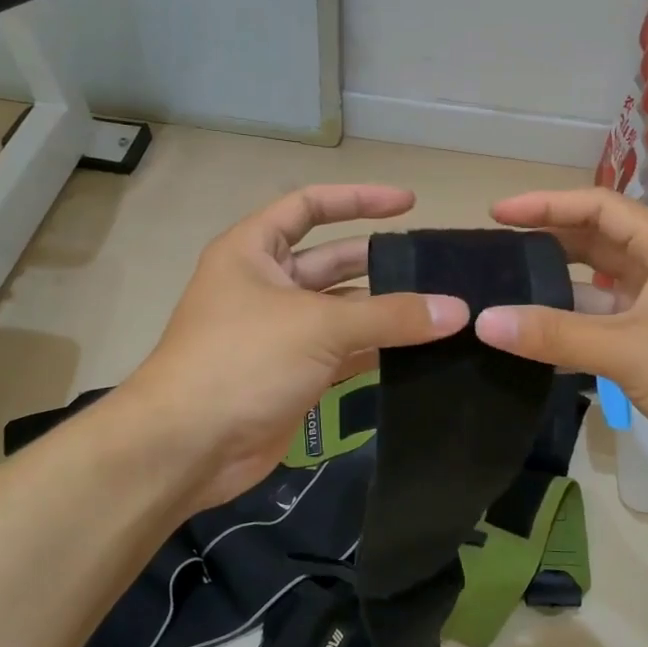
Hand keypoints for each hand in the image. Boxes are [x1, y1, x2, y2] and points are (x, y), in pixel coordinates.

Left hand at [126, 185, 467, 511]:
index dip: (358, 199)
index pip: (309, 206)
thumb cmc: (243, 361)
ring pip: (341, 312)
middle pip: (332, 261)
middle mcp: (265, 285)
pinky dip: (375, 352)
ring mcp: (279, 333)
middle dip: (380, 262)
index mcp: (254, 250)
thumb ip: (390, 316)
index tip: (410, 203)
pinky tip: (419, 353)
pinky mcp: (292, 376)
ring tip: (441, 311)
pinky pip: (342, 354)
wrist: (188, 447)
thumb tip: (458, 310)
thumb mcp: (319, 326)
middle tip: (436, 269)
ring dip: (384, 313)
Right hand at [472, 188, 647, 497]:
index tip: (496, 214)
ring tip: (501, 297)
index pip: (598, 208)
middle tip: (492, 256)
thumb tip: (484, 320)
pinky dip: (570, 331)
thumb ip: (556, 334)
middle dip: (545, 245)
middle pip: (594, 244)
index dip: (545, 205)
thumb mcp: (631, 350)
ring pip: (596, 290)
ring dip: (554, 292)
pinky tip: (532, 344)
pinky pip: (603, 327)